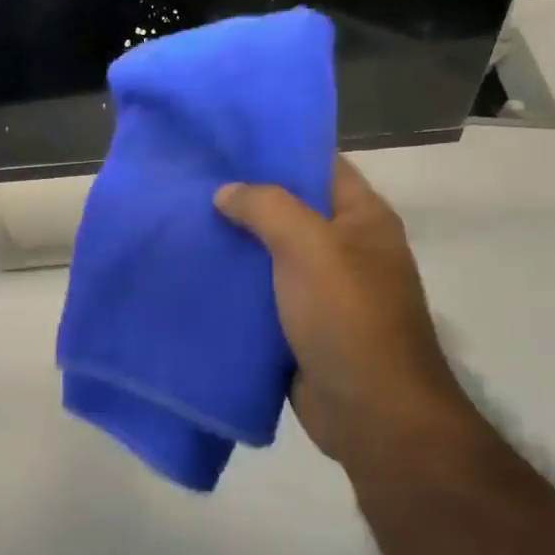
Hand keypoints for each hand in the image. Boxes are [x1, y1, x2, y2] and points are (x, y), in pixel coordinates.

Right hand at [214, 158, 471, 470]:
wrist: (372, 415)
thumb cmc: (348, 318)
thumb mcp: (310, 248)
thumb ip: (267, 208)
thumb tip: (226, 192)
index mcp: (362, 219)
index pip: (319, 165)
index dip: (277, 148)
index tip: (226, 140)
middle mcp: (344, 248)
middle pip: (289, 208)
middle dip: (243, 196)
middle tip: (191, 179)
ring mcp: (321, 288)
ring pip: (269, 251)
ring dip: (233, 240)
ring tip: (182, 218)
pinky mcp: (299, 323)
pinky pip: (260, 291)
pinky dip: (233, 281)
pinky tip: (195, 268)